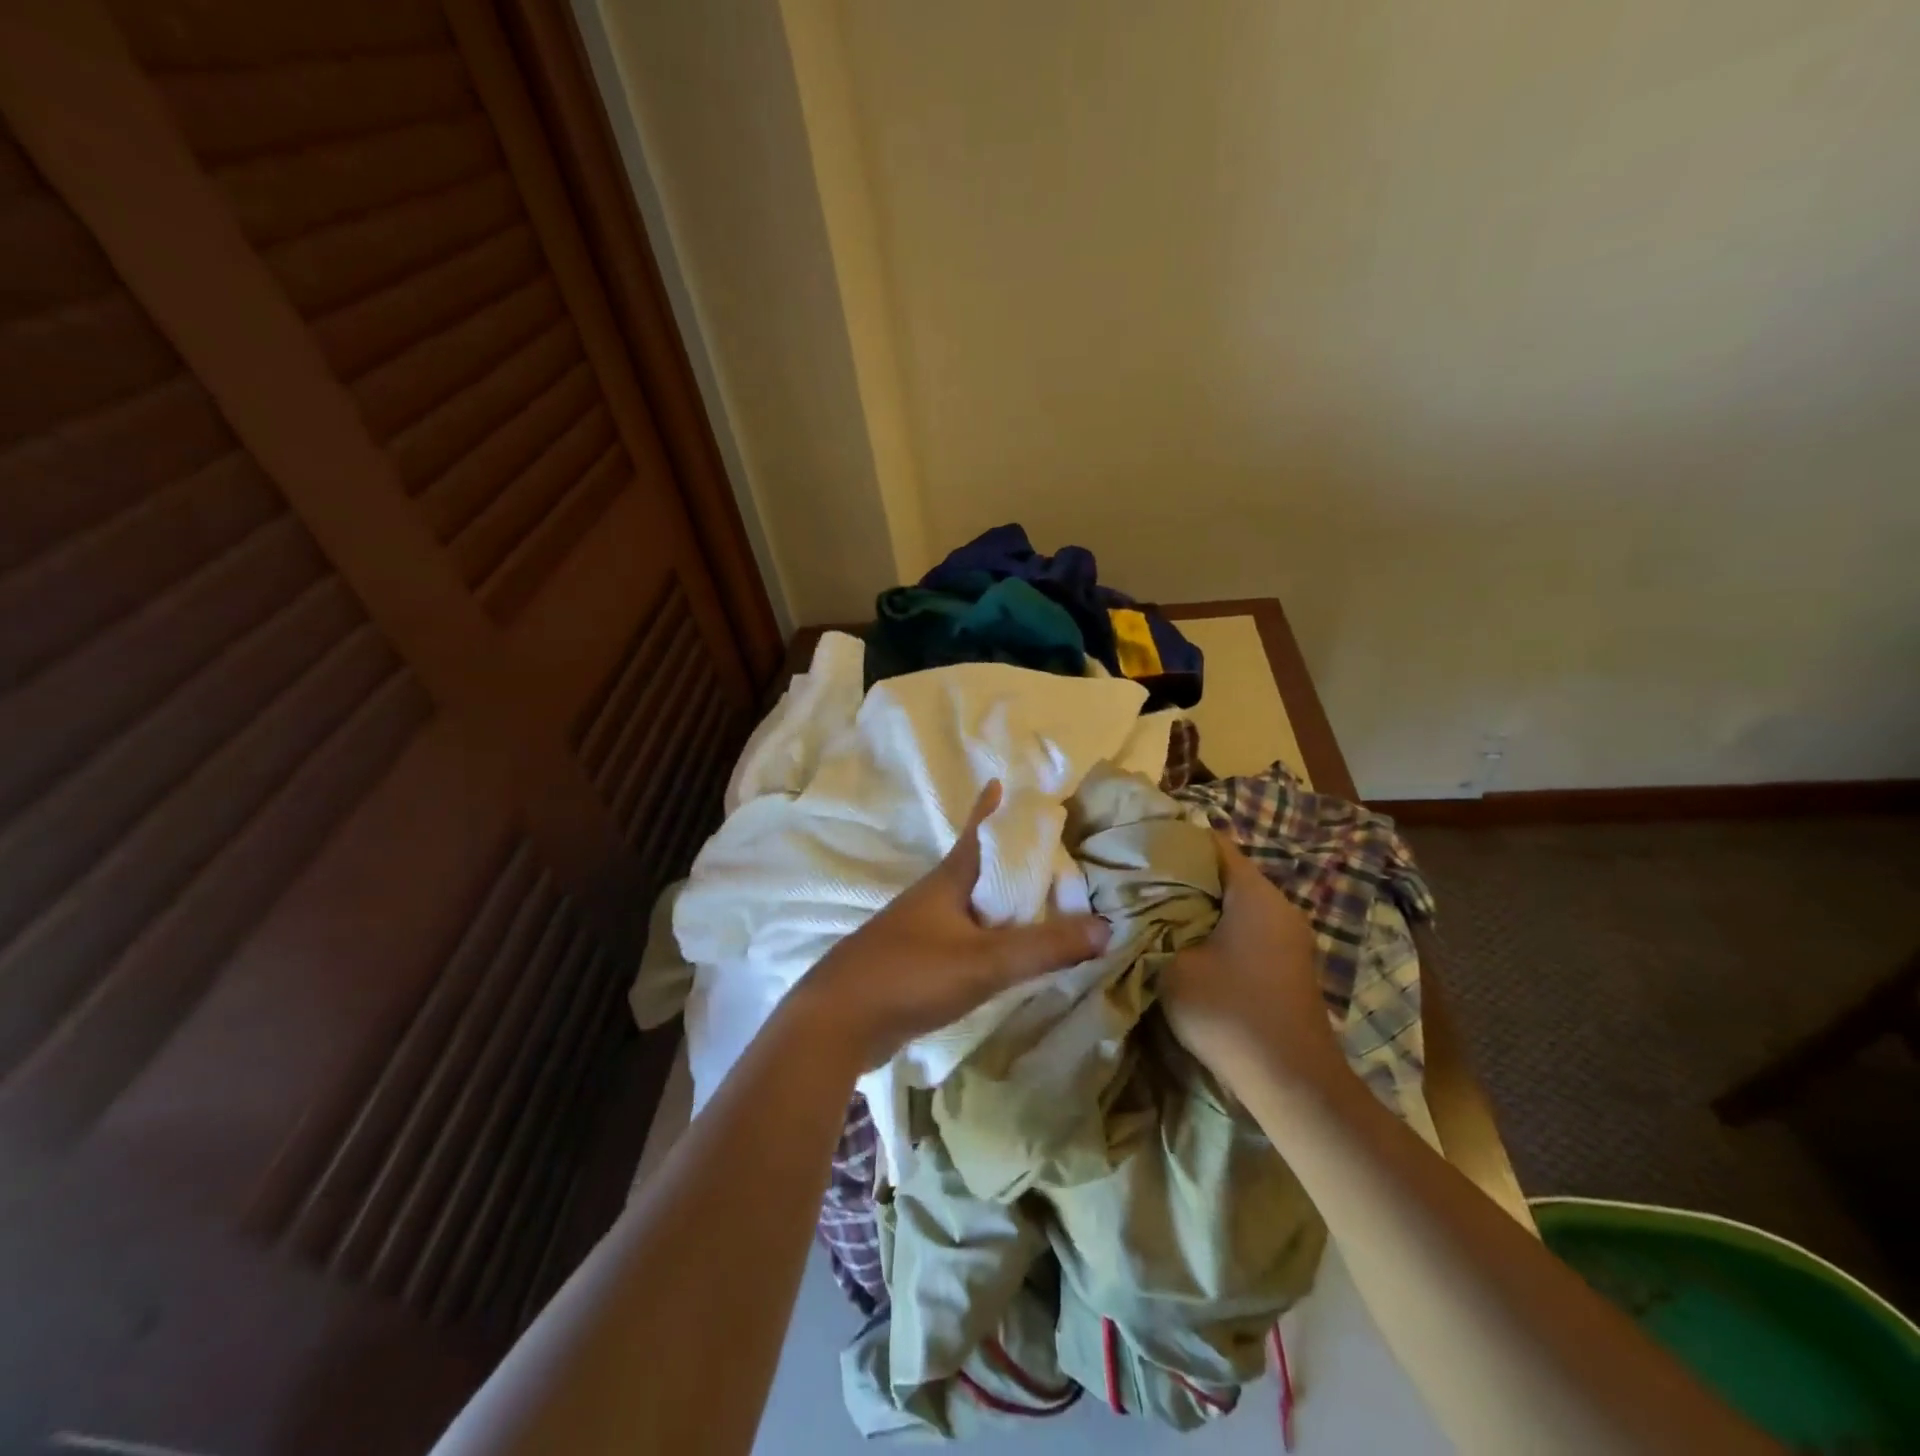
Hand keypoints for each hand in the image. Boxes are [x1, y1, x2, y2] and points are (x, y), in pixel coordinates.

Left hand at [790, 781, 1111, 1071]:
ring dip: (999, 899)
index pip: (978, 832)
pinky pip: (963, 937)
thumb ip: (1044, 947)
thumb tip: (1107, 927)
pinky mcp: (915, 963)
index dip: (991, 808)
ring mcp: (920, 931)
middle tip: (1047, 852)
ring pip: (970, 905)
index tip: (1002, 781)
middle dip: (1008, 857)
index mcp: (949, 881)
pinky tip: (1003, 951)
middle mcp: (934, 897)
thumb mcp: (984, 961)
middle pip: (977, 867)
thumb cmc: (910, 974)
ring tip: (1034, 900)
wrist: (837, 1022)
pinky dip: (988, 935)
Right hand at [1160, 833, 1343, 1089]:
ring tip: (1156, 911)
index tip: (1139, 848)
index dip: (1173, 840)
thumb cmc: (1229, 1012)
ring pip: (1235, 902)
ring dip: (1199, 905)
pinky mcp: (1290, 963)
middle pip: (1224, 872)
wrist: (1292, 1083)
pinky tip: (1189, 943)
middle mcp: (1280, 905)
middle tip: (1139, 882)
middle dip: (1182, 875)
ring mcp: (1290, 936)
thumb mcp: (1171, 967)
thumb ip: (1152, 929)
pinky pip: (1248, 927)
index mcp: (1255, 893)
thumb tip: (1139, 910)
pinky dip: (1218, 928)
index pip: (1212, 842)